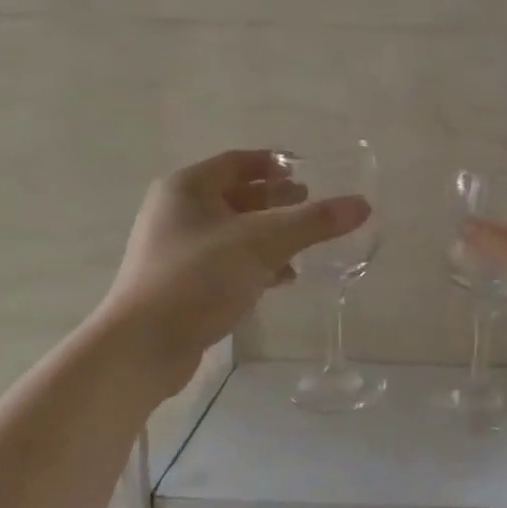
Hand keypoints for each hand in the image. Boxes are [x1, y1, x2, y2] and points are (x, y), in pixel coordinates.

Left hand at [100, 149, 369, 397]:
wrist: (144, 345)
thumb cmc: (199, 278)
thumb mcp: (262, 243)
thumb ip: (313, 222)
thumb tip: (362, 204)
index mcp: (187, 188)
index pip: (239, 162)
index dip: (275, 164)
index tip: (309, 173)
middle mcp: (178, 212)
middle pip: (237, 196)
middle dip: (276, 200)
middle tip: (312, 206)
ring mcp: (177, 249)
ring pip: (234, 231)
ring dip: (270, 234)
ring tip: (306, 244)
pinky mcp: (183, 283)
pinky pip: (227, 261)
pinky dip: (256, 263)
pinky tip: (282, 277)